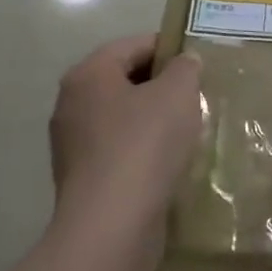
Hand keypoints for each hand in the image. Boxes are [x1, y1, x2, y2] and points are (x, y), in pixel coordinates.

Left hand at [48, 35, 202, 235]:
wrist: (112, 225)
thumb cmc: (144, 145)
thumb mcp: (177, 94)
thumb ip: (185, 69)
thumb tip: (184, 61)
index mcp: (88, 74)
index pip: (133, 45)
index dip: (169, 48)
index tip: (199, 63)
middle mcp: (72, 103)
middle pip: (125, 80)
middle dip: (162, 86)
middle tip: (197, 96)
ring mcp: (72, 143)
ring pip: (122, 117)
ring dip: (154, 120)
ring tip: (189, 130)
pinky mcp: (82, 178)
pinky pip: (118, 150)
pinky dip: (143, 150)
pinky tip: (169, 162)